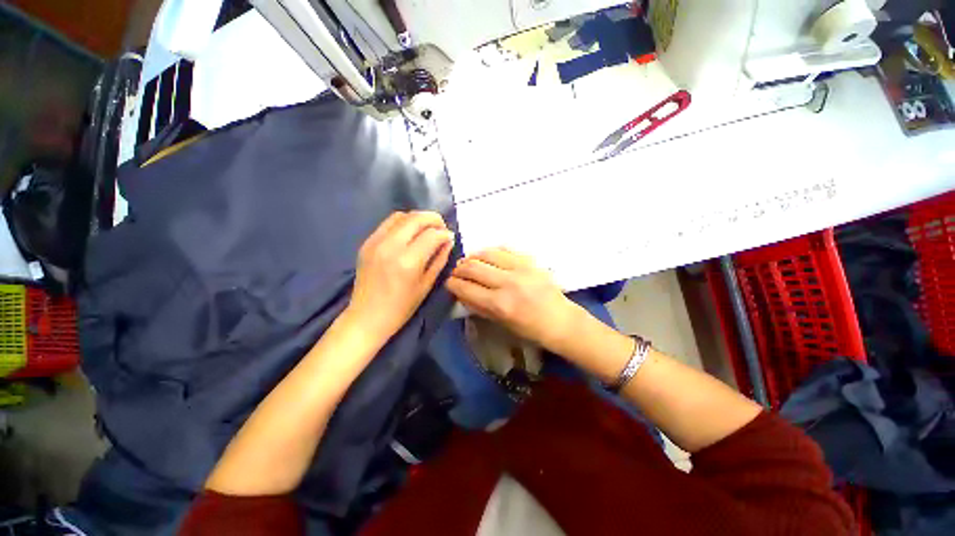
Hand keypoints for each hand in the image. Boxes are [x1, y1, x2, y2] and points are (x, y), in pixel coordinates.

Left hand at [344, 211, 453, 344]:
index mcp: (408, 262)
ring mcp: (375, 242)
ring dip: (418, 218)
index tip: (450, 238)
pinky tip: (410, 233)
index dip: (445, 233)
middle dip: (434, 219)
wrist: (367, 317)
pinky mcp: (367, 243)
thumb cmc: (401, 308)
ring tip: (427, 229)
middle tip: (442, 228)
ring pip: (401, 215)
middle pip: (416, 218)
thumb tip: (448, 241)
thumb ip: (439, 260)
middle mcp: (390, 246)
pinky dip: (403, 222)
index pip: (432, 235)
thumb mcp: (426, 285)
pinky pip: (388, 223)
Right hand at [446, 248, 579, 351]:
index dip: (453, 284)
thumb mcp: (501, 323)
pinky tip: (488, 256)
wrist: (561, 320)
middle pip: (474, 267)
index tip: (448, 282)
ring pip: (487, 253)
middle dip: (459, 269)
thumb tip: (462, 293)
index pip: (467, 288)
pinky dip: (492, 251)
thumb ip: (479, 307)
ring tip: (469, 261)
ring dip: (473, 256)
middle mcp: (508, 283)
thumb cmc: (530, 329)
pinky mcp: (530, 261)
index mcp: (500, 304)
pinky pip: (505, 249)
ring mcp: (521, 268)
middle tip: (456, 271)